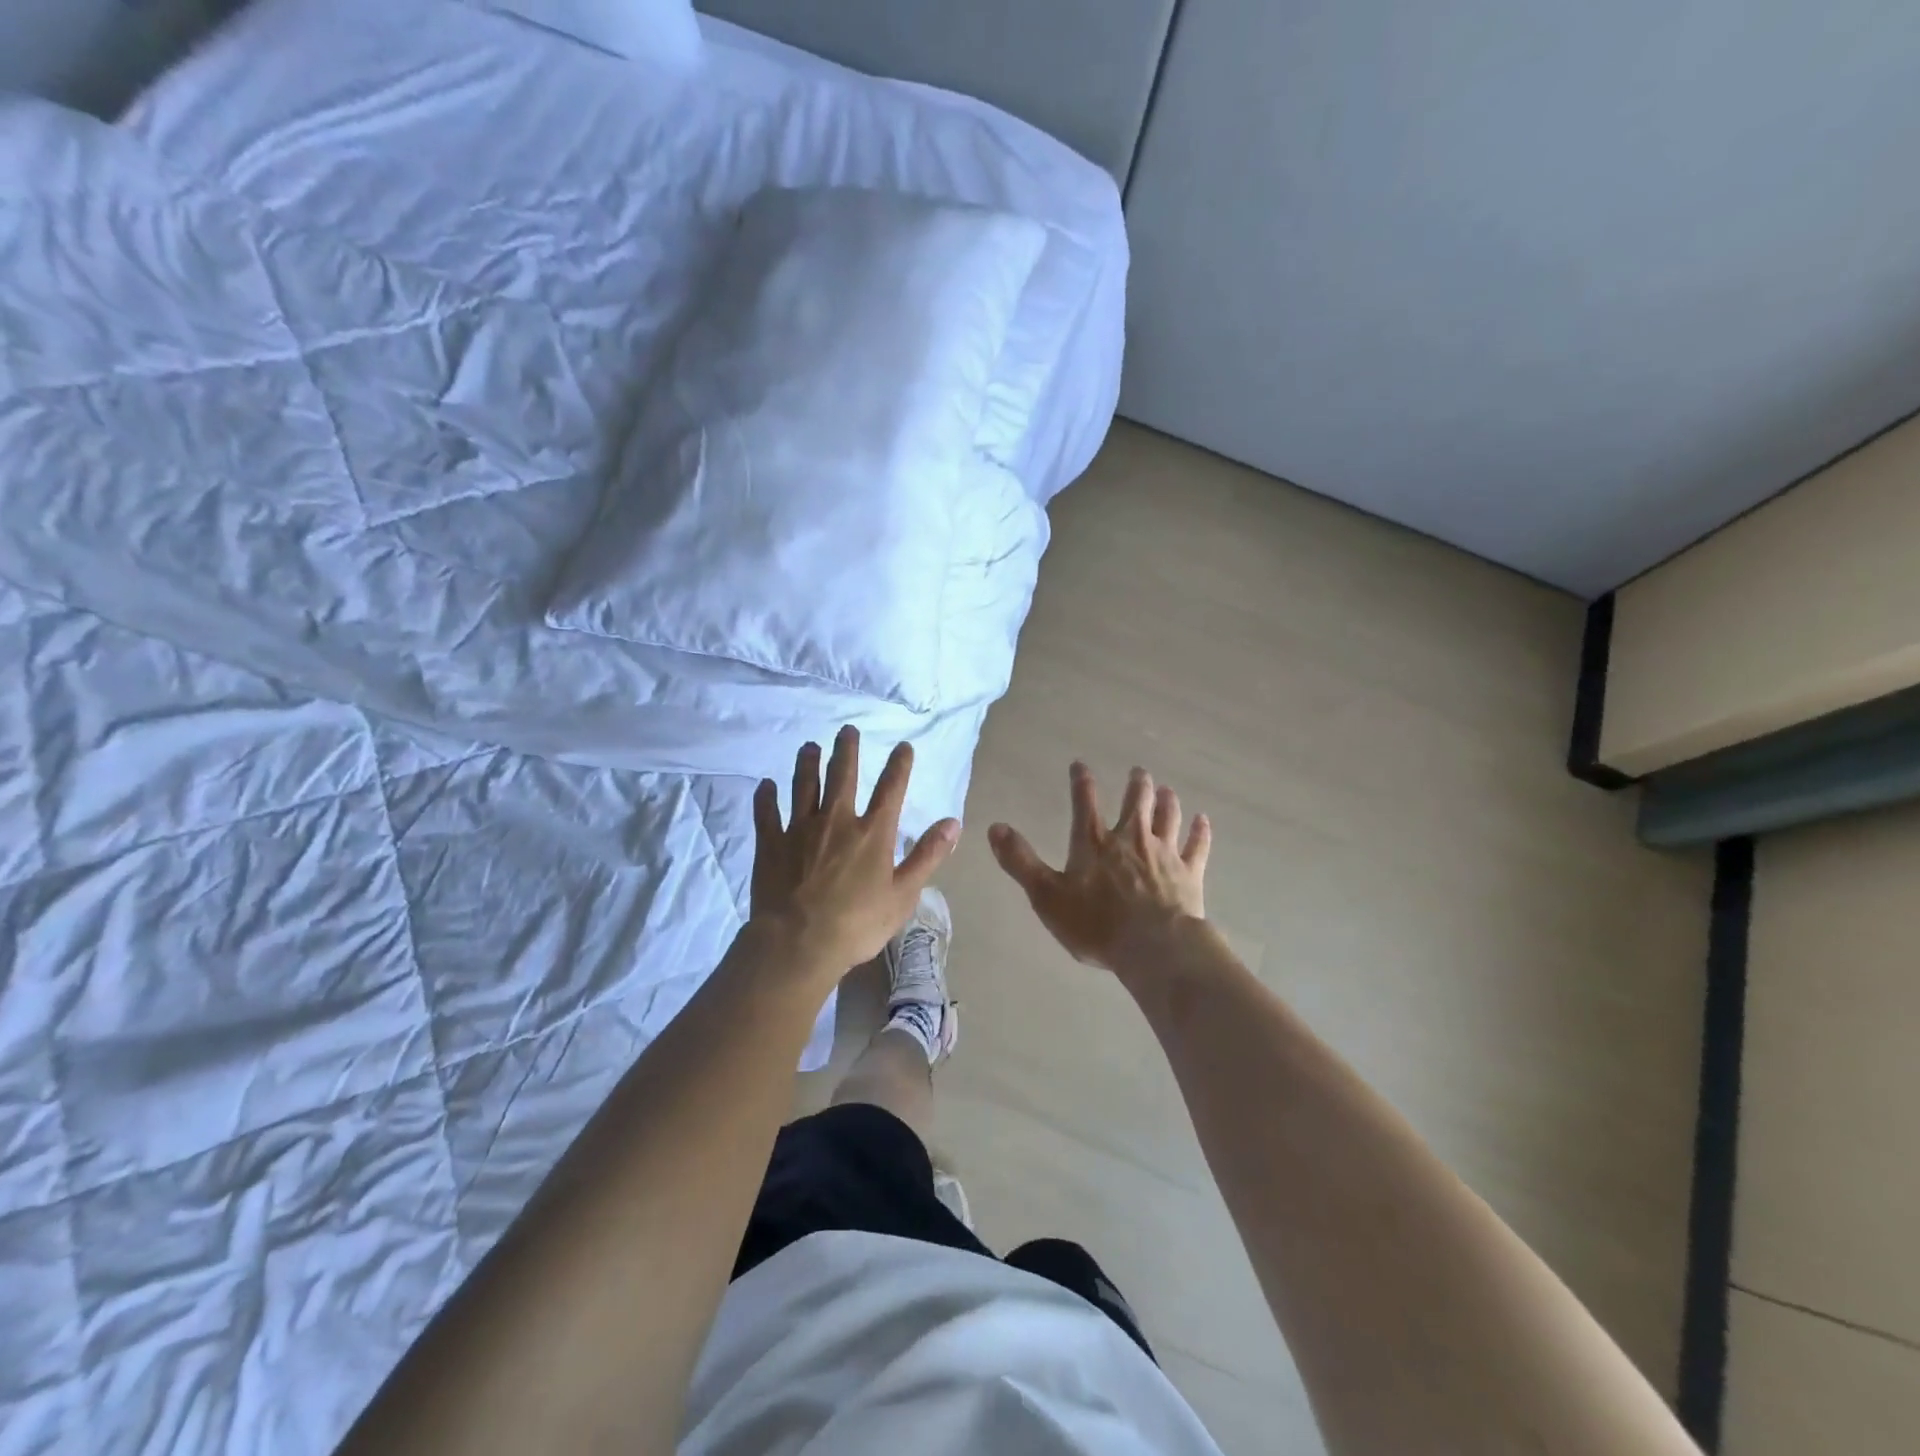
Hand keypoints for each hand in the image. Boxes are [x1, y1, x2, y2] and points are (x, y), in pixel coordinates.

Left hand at [750, 726, 959, 979]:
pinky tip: (765, 785)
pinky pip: (767, 813)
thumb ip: (927, 855)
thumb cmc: (856, 924)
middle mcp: (837, 821)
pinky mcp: (771, 844)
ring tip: (809, 746)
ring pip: (804, 786)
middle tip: (847, 730)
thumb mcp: (903, 894)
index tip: (903, 746)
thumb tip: (953, 822)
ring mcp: (800, 829)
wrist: (797, 943)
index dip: (899, 765)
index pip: (891, 789)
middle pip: (842, 776)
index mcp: (872, 833)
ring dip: (807, 763)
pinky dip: (766, 797)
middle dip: (847, 750)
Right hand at [987, 762, 1210, 979]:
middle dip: (1136, 784)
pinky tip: (1203, 821)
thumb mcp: (1046, 895)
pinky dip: (1200, 831)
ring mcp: (1164, 854)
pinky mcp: (1190, 873)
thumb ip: (1021, 861)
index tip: (1080, 765)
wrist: (1154, 947)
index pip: (1084, 803)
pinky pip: (1197, 846)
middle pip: (1136, 802)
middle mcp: (1131, 839)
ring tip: (1165, 789)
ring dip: (1166, 801)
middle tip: (1138, 771)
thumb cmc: (1096, 924)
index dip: (1081, 782)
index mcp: (1094, 843)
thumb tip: (995, 827)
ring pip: (1168, 817)